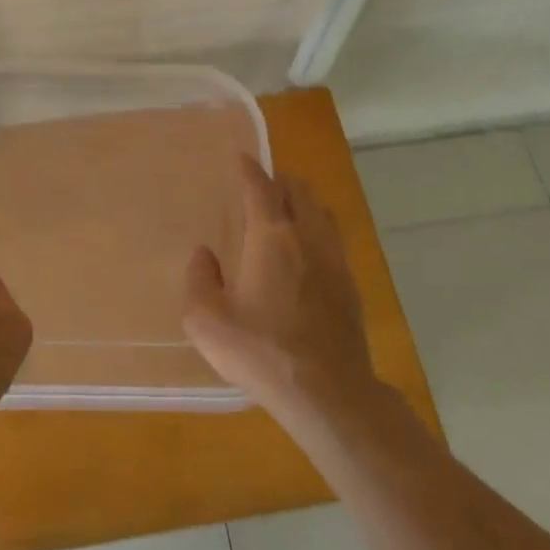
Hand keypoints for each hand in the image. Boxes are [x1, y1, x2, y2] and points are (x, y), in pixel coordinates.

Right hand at [182, 157, 377, 423]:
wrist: (328, 393)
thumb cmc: (261, 351)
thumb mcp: (206, 320)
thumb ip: (199, 279)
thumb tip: (205, 255)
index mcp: (271, 236)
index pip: (260, 187)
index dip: (248, 168)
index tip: (240, 156)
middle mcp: (307, 237)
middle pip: (298, 191)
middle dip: (278, 180)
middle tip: (260, 185)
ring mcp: (334, 260)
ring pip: (321, 212)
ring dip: (302, 202)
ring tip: (286, 210)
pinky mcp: (350, 285)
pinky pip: (333, 239)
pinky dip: (317, 229)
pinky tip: (307, 251)